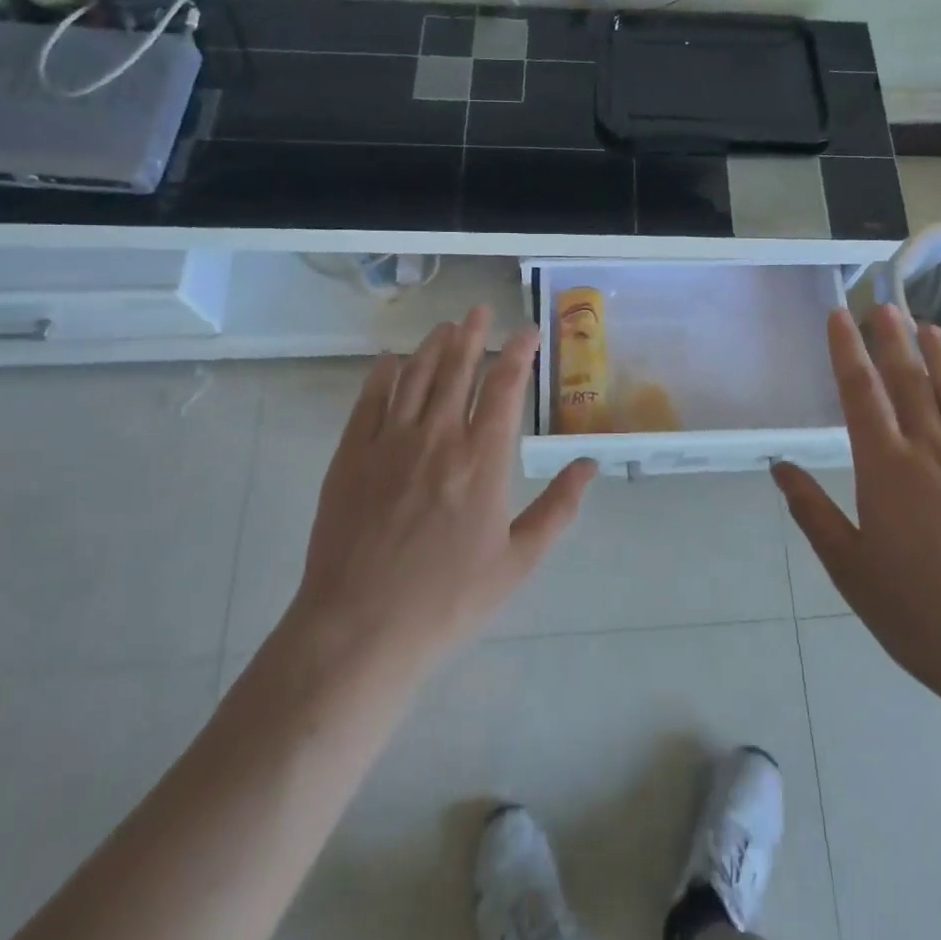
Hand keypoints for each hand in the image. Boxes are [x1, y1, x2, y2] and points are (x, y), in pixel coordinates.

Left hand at [281, 306, 595, 680]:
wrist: (360, 629)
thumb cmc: (447, 600)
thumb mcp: (517, 562)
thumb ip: (557, 509)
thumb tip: (589, 464)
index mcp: (482, 460)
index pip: (506, 387)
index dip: (519, 352)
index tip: (528, 331)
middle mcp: (438, 437)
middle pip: (459, 368)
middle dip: (473, 334)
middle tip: (480, 310)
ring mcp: (390, 442)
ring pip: (416, 375)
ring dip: (433, 345)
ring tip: (446, 326)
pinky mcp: (351, 455)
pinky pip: (369, 400)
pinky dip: (383, 374)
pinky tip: (390, 361)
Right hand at [774, 305, 940, 715]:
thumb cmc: (920, 615)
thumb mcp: (850, 569)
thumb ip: (812, 512)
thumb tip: (778, 466)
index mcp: (886, 469)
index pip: (861, 393)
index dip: (847, 350)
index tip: (840, 315)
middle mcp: (933, 451)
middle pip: (910, 380)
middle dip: (893, 339)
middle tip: (885, 305)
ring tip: (932, 327)